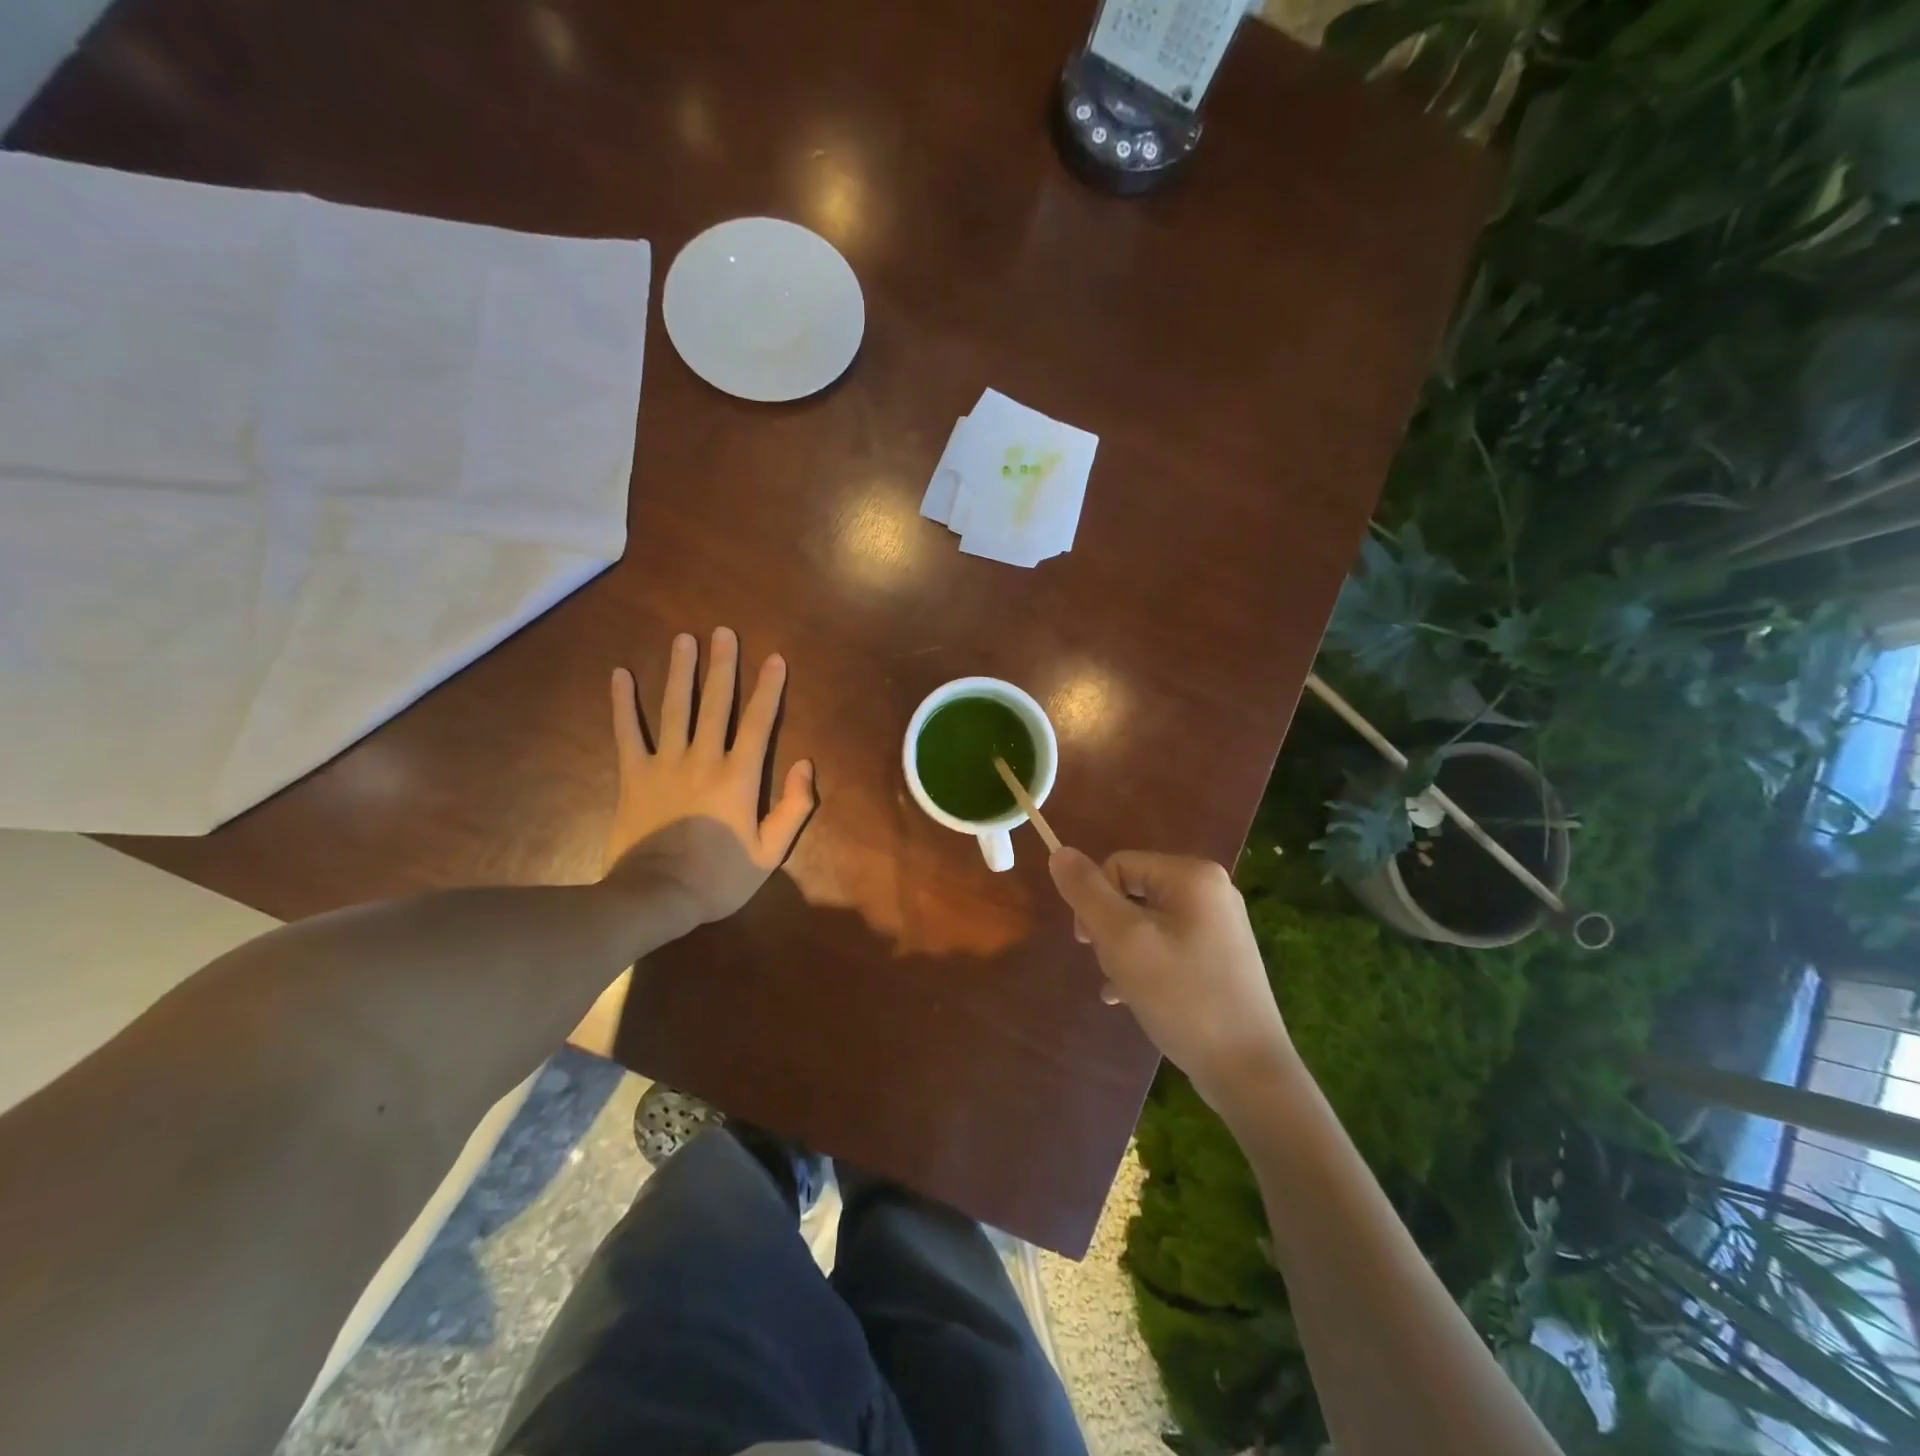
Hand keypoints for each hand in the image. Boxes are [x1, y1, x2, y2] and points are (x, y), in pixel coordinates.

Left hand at [605, 628, 815, 923]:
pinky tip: (620, 675)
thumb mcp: (771, 852)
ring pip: (675, 707)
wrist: (656, 896)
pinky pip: (627, 732)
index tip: (774, 659)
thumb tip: (805, 764)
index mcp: (739, 776)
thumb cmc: (719, 877)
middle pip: (715, 703)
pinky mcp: (634, 774)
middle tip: (723, 632)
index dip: (768, 689)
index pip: (758, 722)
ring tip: (684, 639)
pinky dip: (622, 703)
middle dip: (722, 665)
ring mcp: (665, 763)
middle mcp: (703, 758)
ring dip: (681, 671)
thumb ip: (794, 807)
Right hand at [1048, 847, 1293, 1109]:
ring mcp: (1220, 925)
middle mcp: (1211, 890)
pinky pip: (1168, 945)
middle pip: (1133, 892)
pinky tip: (1130, 998)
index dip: (1094, 901)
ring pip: (1147, 922)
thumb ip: (1087, 893)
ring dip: (1124, 952)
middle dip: (1111, 930)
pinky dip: (1146, 966)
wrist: (1248, 1071)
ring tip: (1123, 988)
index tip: (1088, 944)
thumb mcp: (1123, 940)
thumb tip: (1060, 853)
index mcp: (1192, 875)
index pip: (1118, 865)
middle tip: (1112, 968)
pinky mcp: (1221, 956)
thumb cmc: (1182, 996)